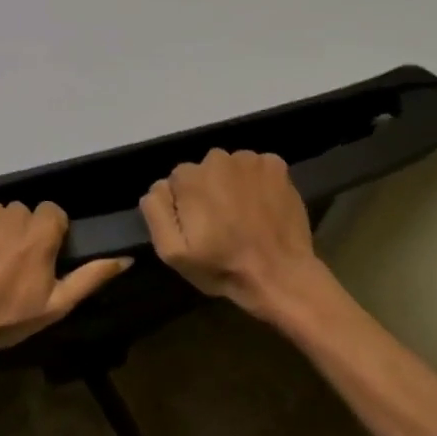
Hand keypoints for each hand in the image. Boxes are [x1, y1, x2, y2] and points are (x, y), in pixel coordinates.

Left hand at [0, 202, 131, 380]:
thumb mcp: (55, 305)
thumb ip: (90, 277)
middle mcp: (11, 213)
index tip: (40, 258)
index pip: (53, 214)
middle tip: (10, 267)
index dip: (49, 235)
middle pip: (23, 214)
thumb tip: (126, 258)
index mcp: (40, 233)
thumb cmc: (5, 319)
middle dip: (20, 234)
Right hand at [141, 148, 334, 330]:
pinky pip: (257, 168)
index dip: (185, 206)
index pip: (176, 183)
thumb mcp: (172, 252)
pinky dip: (258, 182)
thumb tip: (159, 186)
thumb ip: (156, 211)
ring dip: (232, 185)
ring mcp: (250, 160)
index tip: (198, 228)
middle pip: (203, 171)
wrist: (281, 276)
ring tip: (244, 215)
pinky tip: (263, 205)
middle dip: (208, 191)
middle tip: (222, 223)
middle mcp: (217, 158)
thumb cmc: (222, 267)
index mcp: (188, 178)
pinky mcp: (277, 165)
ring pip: (230, 168)